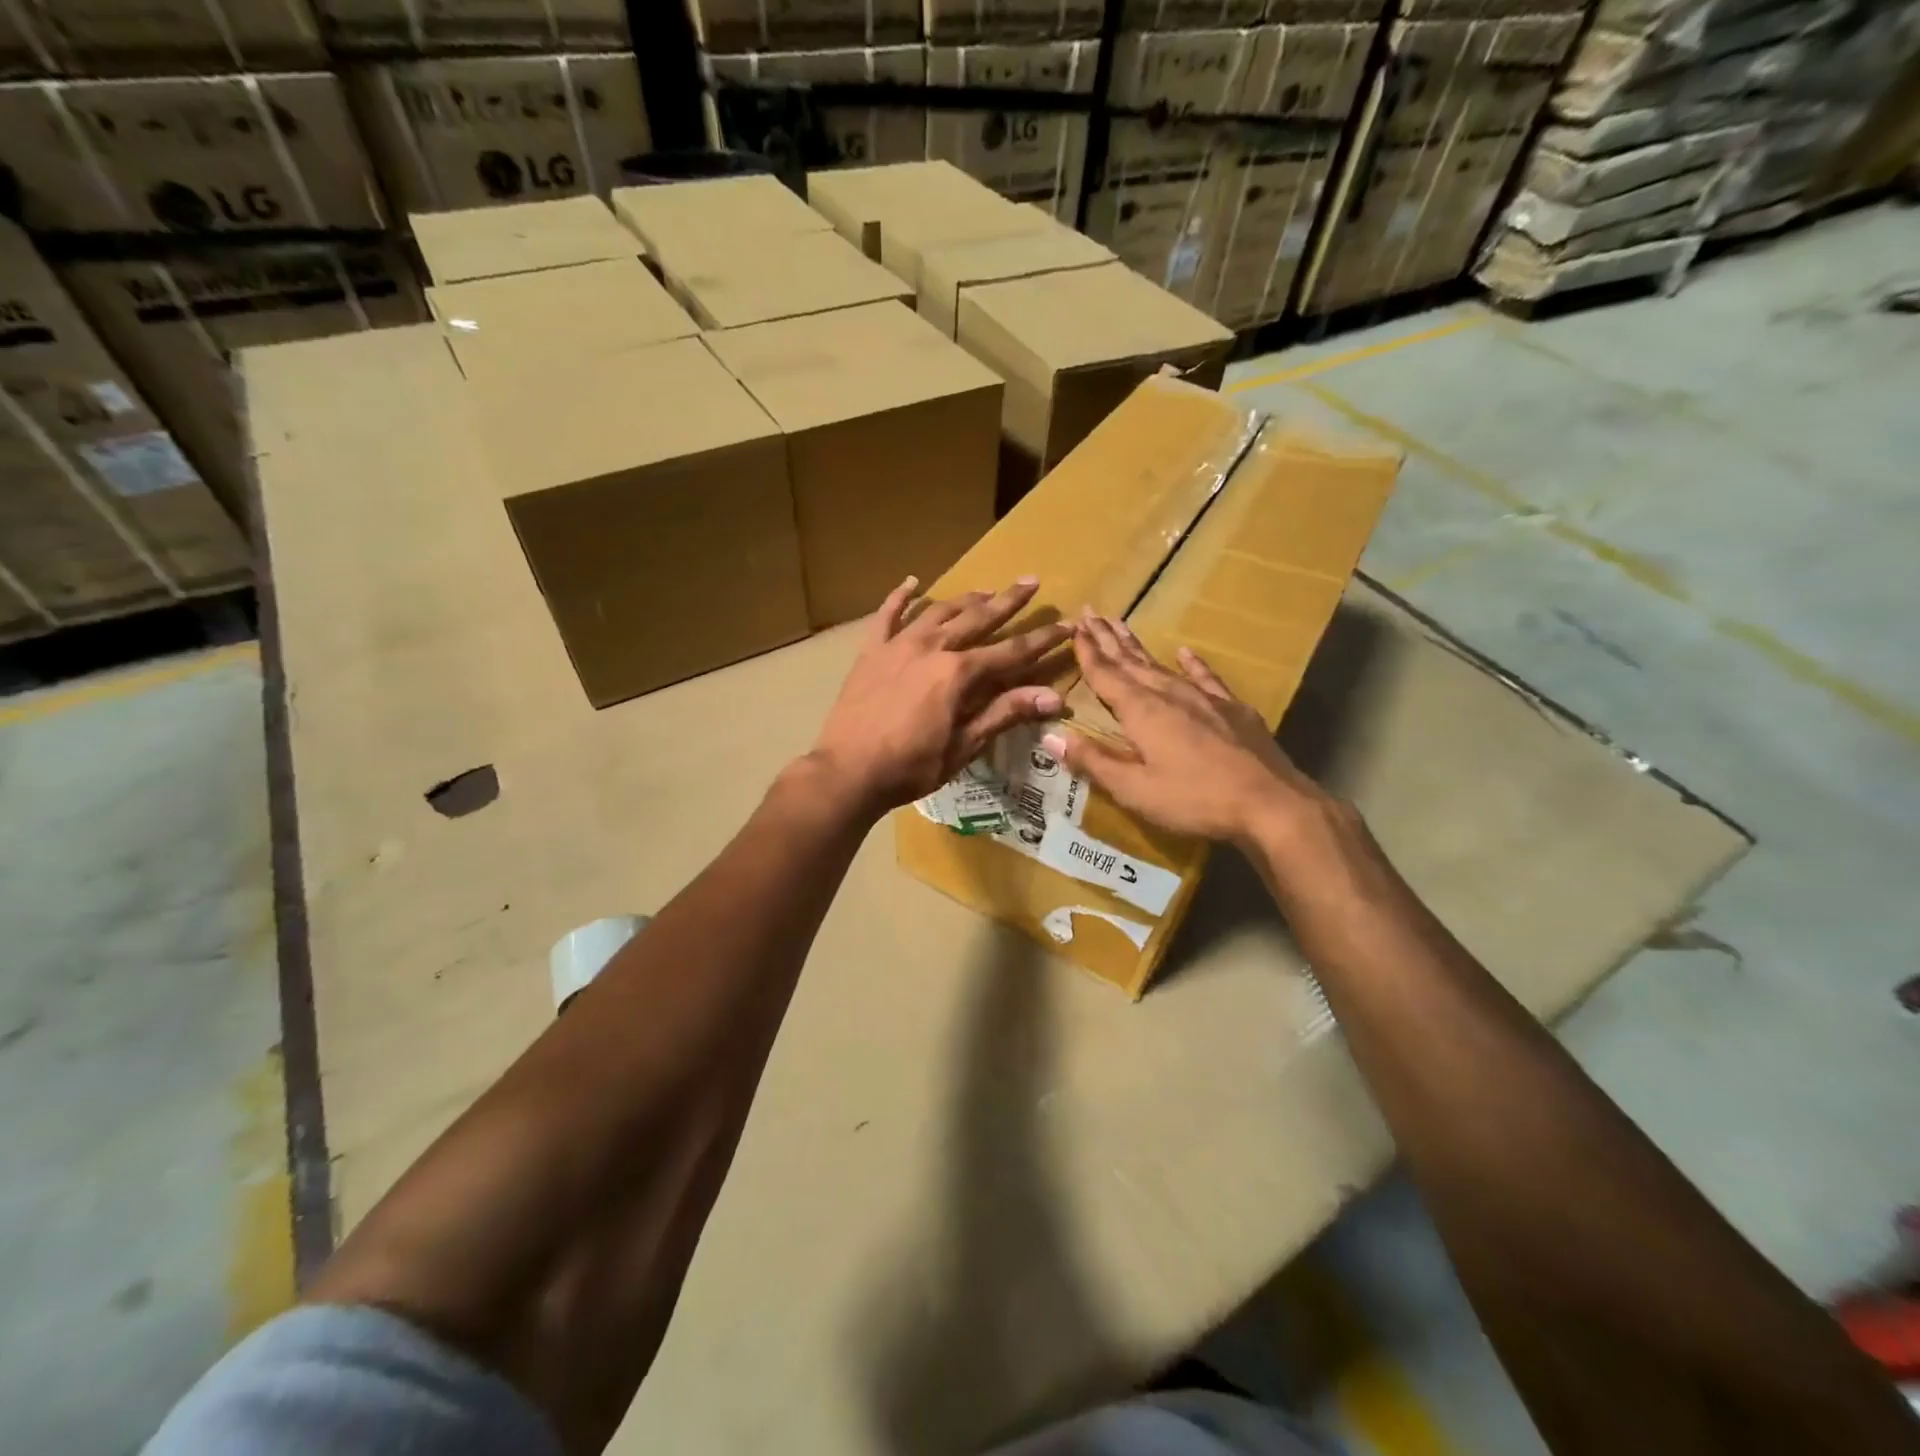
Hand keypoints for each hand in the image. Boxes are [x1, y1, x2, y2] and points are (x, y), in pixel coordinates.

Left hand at [805, 576, 1071, 818]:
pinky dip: (900, 597)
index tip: (1067, 624)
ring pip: (939, 612)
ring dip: (965, 600)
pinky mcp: (871, 651)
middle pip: (978, 618)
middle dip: (1008, 601)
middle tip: (1031, 581)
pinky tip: (912, 582)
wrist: (847, 771)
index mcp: (959, 673)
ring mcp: (898, 645)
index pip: (1012, 651)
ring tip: (986, 590)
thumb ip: (1005, 713)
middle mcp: (932, 647)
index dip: (1042, 640)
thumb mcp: (964, 746)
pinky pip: (887, 615)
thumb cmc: (911, 766)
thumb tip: (1053, 696)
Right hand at [1041, 612, 1330, 845]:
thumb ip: (1093, 762)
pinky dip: (1192, 664)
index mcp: (1141, 711)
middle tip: (1091, 613)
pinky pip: (1205, 677)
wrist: (1269, 803)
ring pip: (1161, 664)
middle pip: (1131, 661)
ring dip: (1138, 647)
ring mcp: (1204, 698)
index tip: (1074, 626)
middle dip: (1108, 638)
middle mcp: (1169, 694)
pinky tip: (1185, 652)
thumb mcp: (1134, 790)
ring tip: (1123, 625)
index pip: (1105, 675)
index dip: (1087, 652)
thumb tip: (1051, 737)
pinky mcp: (1232, 709)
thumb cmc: (1194, 799)